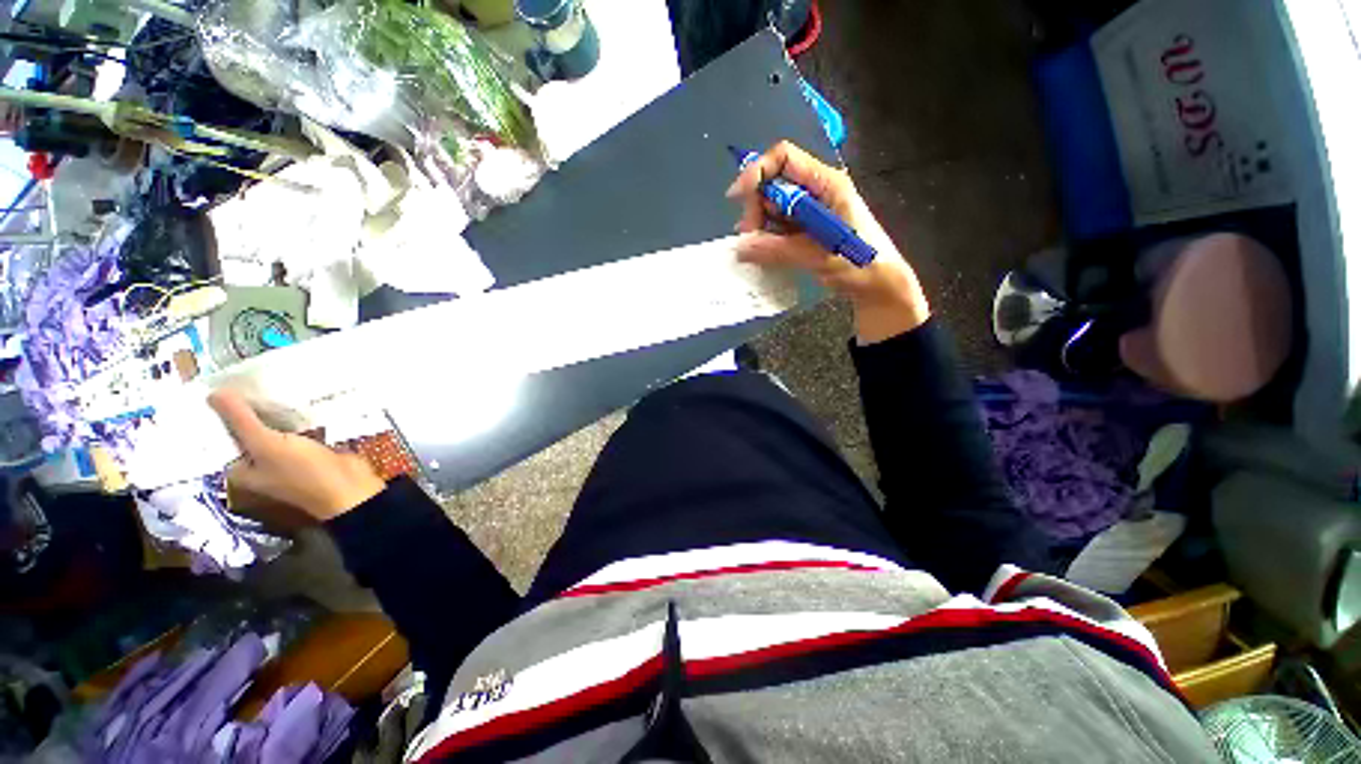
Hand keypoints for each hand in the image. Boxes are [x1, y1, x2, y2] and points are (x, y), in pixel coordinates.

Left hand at [208, 390, 385, 521]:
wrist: (348, 487)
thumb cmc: (303, 472)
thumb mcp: (267, 445)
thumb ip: (242, 420)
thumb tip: (212, 393)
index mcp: (240, 467)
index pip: (222, 435)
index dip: (222, 412)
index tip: (224, 386)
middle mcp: (259, 462)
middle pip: (250, 429)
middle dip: (252, 408)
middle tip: (252, 379)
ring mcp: (287, 455)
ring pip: (276, 427)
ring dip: (278, 410)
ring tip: (275, 381)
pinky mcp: (312, 449)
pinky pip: (300, 428)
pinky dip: (300, 416)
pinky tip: (302, 397)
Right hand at [727, 141, 929, 342]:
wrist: (879, 284)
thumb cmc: (860, 264)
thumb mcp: (818, 256)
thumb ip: (778, 250)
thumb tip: (740, 247)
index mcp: (826, 184)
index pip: (784, 158)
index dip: (757, 171)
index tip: (737, 197)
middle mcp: (816, 190)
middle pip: (774, 183)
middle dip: (756, 206)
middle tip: (749, 237)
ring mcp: (811, 209)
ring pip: (773, 205)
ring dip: (759, 223)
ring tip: (753, 247)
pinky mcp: (807, 227)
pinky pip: (778, 224)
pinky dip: (766, 235)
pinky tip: (760, 249)